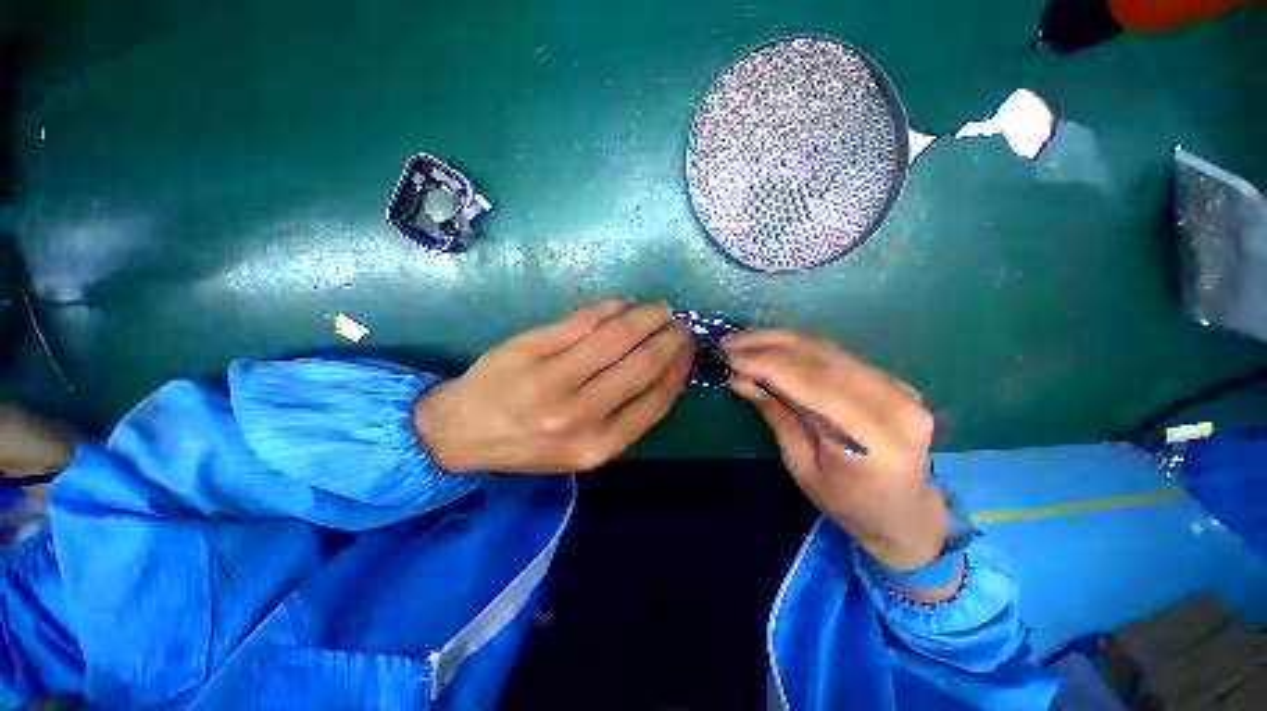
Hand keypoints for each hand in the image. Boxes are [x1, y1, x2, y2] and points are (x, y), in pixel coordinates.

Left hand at [413, 298, 692, 473]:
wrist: (461, 432)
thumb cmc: (529, 444)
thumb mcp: (583, 449)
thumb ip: (625, 418)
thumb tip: (664, 372)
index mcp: (599, 445)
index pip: (657, 399)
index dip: (678, 369)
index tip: (687, 350)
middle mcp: (580, 415)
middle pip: (642, 363)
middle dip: (669, 337)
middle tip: (678, 323)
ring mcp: (553, 379)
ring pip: (617, 335)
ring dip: (645, 315)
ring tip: (658, 308)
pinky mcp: (530, 347)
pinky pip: (583, 319)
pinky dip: (611, 306)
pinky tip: (623, 303)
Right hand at [724, 330, 945, 572]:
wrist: (905, 512)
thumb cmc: (848, 504)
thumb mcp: (802, 467)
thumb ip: (776, 415)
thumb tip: (741, 379)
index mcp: (875, 439)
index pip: (814, 384)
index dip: (768, 365)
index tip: (730, 357)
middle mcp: (895, 404)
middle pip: (822, 358)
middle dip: (769, 345)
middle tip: (730, 342)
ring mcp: (899, 387)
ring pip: (828, 349)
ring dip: (780, 340)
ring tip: (744, 339)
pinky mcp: (893, 380)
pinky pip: (836, 354)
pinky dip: (798, 347)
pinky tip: (772, 346)